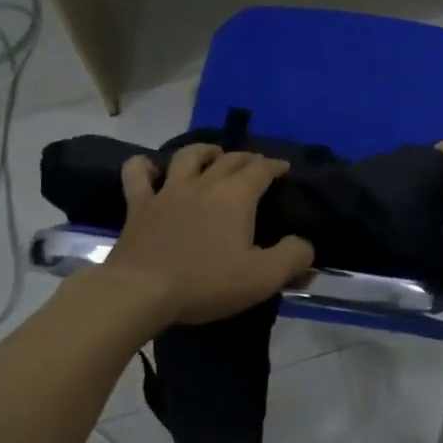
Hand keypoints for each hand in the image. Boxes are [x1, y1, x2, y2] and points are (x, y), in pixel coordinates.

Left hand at [102, 145, 314, 325]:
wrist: (141, 291)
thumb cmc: (206, 282)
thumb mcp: (263, 277)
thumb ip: (293, 256)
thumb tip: (305, 244)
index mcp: (235, 196)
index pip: (261, 169)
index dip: (275, 165)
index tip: (284, 168)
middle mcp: (203, 183)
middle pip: (229, 159)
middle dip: (246, 158)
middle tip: (255, 165)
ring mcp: (167, 192)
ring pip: (188, 156)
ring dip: (204, 151)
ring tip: (213, 154)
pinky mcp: (139, 206)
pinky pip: (137, 174)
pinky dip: (143, 166)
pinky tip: (149, 168)